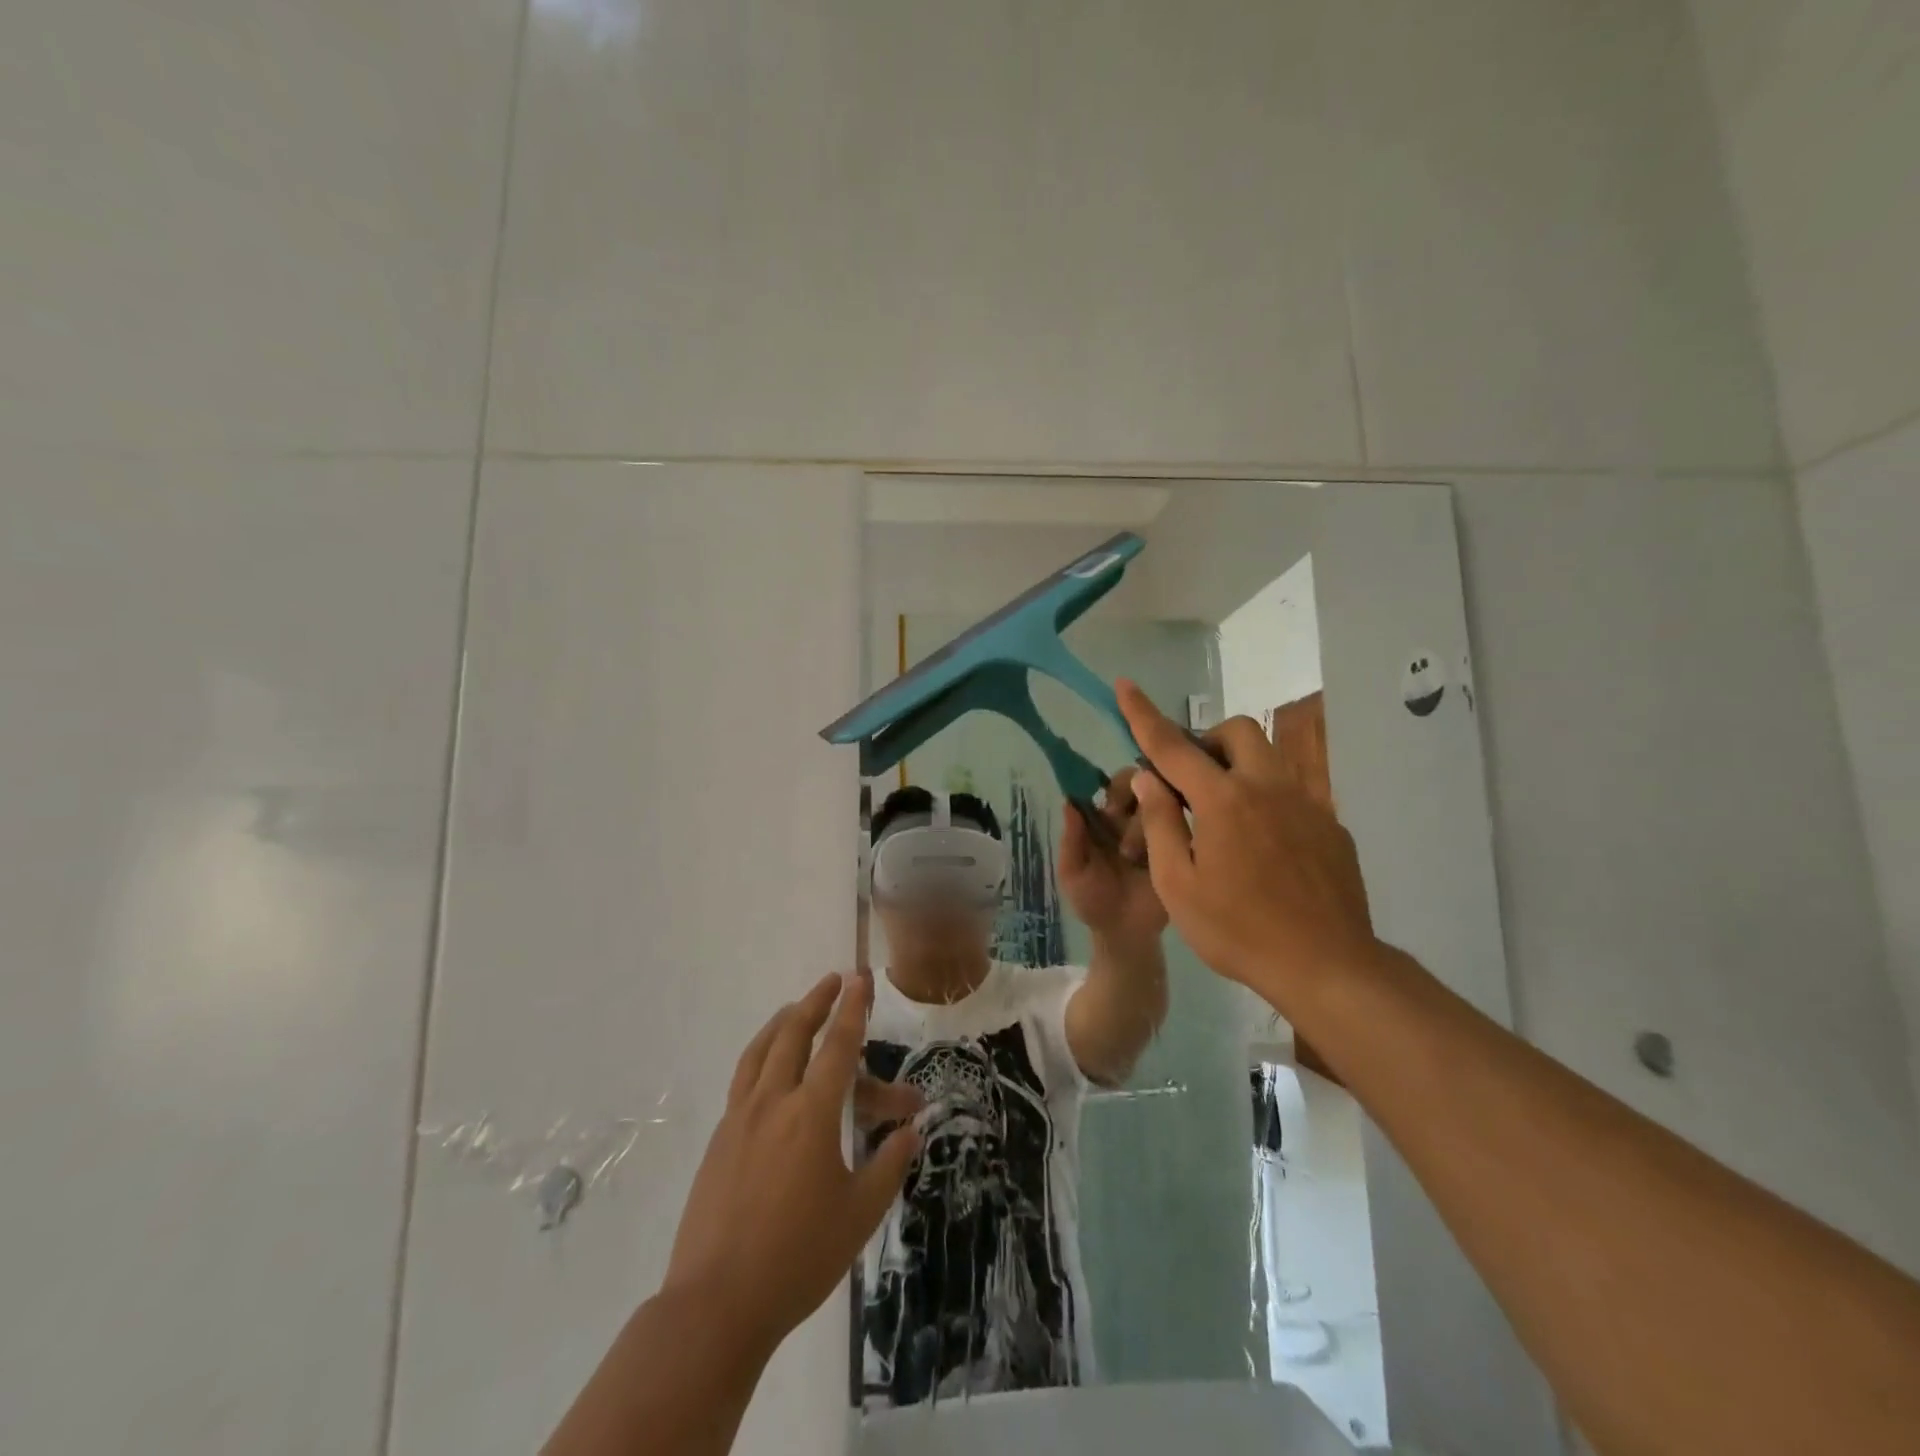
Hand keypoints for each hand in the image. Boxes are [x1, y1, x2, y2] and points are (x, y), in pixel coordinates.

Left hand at [663, 973, 920, 1355]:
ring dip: (783, 1022)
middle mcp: (773, 1102)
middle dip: (817, 1002)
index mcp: (811, 1114)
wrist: (716, 1303)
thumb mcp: (859, 1214)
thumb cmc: (798, 1257)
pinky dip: (761, 1054)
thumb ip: (889, 1165)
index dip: (853, 1008)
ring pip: (761, 1050)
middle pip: (794, 1034)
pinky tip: (768, 1067)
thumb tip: (911, 1131)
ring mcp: (740, 1118)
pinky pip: (744, 1077)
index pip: (837, 1045)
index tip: (860, 978)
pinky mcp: (720, 1139)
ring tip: (797, 1008)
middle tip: (834, 981)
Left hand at [1058, 766, 1168, 942]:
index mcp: (1102, 820)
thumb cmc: (1093, 902)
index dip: (1109, 788)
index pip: (1108, 785)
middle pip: (1136, 782)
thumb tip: (1068, 801)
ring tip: (1130, 856)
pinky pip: (1177, 823)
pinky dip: (1169, 829)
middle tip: (1118, 818)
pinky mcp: (1177, 844)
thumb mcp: (1073, 873)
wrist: (1127, 935)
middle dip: (1129, 795)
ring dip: (1140, 822)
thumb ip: (1071, 840)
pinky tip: (1158, 851)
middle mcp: (1129, 818)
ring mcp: (1156, 829)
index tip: (1109, 806)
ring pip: (1155, 800)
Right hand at [1116, 679, 1377, 1006]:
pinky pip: (1292, 793)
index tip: (1125, 685)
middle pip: (1239, 731)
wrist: (1327, 966)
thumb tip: (1149, 778)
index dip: (1143, 714)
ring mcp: (1306, 804)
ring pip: (1270, 756)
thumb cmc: (1238, 930)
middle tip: (1190, 778)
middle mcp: (1268, 788)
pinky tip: (1261, 846)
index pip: (1172, 745)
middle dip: (1208, 739)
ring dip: (1238, 764)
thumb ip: (1160, 823)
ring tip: (1223, 810)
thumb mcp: (1178, 884)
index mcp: (1223, 800)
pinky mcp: (1330, 826)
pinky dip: (1265, 799)